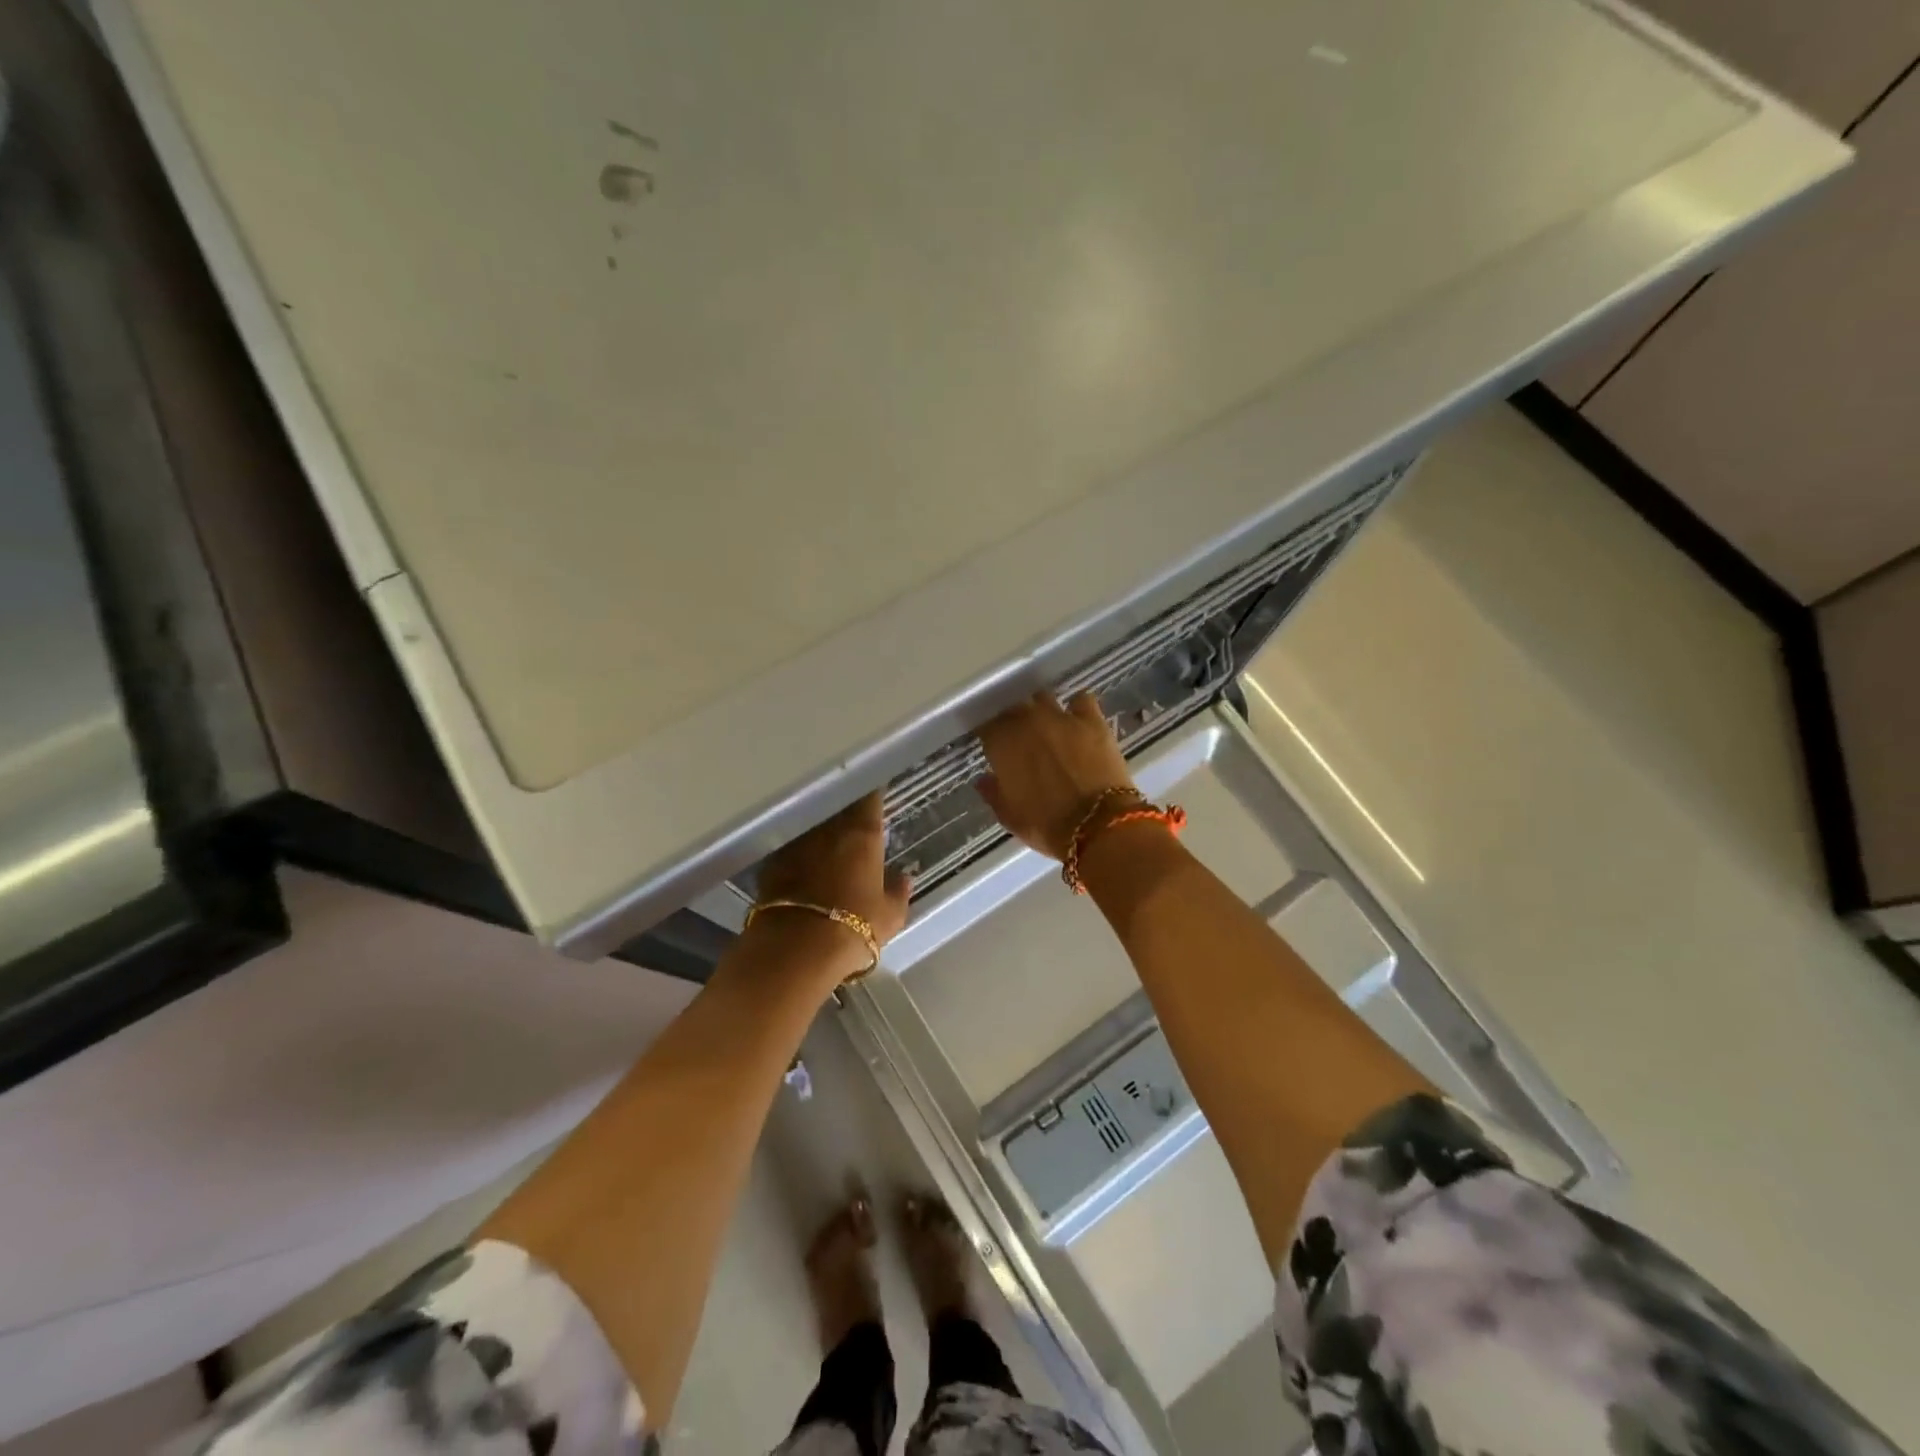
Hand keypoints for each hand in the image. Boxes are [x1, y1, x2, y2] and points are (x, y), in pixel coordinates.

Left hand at [754, 792, 910, 979]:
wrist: (796, 949)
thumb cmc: (855, 927)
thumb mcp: (890, 916)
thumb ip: (898, 892)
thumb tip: (904, 878)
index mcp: (862, 834)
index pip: (869, 797)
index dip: (873, 794)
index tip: (876, 795)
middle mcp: (828, 829)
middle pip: (838, 808)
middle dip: (845, 811)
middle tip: (854, 821)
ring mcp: (796, 844)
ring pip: (812, 827)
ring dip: (821, 832)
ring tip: (828, 844)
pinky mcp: (771, 863)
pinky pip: (791, 849)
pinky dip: (799, 854)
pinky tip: (802, 867)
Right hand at [976, 692, 1138, 860]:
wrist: (1099, 826)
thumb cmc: (1047, 826)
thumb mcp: (1011, 818)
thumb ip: (993, 793)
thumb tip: (984, 780)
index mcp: (1002, 744)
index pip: (986, 725)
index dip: (990, 734)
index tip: (993, 744)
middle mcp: (1027, 722)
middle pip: (1013, 707)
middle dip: (1013, 720)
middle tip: (1019, 737)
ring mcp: (1061, 717)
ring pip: (1043, 698)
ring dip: (1041, 709)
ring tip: (1047, 725)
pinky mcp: (1092, 720)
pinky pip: (1081, 699)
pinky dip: (1077, 707)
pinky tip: (1079, 718)